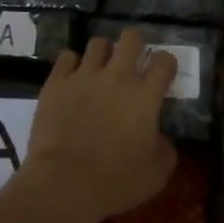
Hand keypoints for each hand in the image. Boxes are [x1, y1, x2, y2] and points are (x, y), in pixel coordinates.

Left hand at [17, 28, 178, 222]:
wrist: (65, 184)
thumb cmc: (116, 181)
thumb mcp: (157, 173)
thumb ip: (165, 148)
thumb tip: (160, 138)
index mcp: (145, 96)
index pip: (164, 61)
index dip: (166, 63)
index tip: (163, 73)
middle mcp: (118, 77)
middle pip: (131, 38)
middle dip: (134, 44)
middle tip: (131, 61)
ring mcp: (85, 76)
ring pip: (97, 43)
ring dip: (103, 53)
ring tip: (100, 68)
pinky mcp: (57, 83)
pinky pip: (67, 57)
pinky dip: (72, 63)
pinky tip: (72, 77)